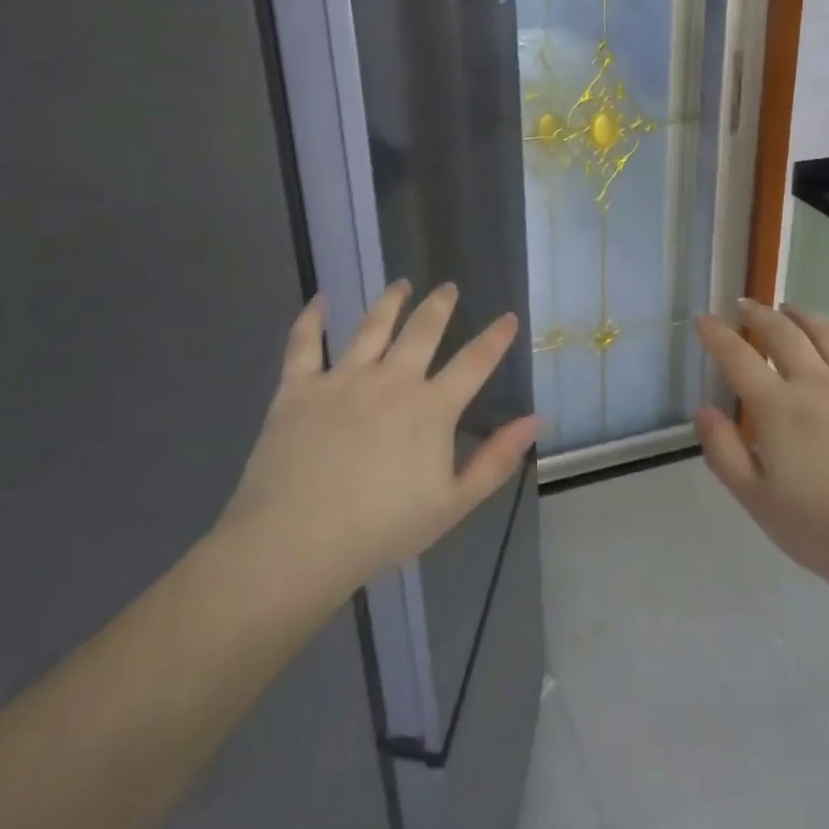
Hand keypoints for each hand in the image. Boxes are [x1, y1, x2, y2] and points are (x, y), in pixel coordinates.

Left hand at [217, 281, 538, 598]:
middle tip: (448, 288)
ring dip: (390, 301)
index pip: (474, 361)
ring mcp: (342, 379)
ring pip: (372, 326)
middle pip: (422, 330)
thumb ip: (496, 460)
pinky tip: (320, 299)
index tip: (508, 317)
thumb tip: (534, 420)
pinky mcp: (299, 388)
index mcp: (431, 408)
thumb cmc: (381, 530)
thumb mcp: (452, 504)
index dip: (495, 337)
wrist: (295, 544)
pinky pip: (304, 343)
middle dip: (440, 305)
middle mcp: (391, 380)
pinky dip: (312, 318)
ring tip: (401, 284)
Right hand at [694, 300, 828, 600]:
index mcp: (779, 409)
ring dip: (804, 316)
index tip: (704, 319)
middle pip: (784, 334)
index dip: (717, 335)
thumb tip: (704, 411)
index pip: (739, 358)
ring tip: (791, 310)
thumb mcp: (760, 504)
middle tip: (745, 305)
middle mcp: (818, 384)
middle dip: (759, 315)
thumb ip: (726, 454)